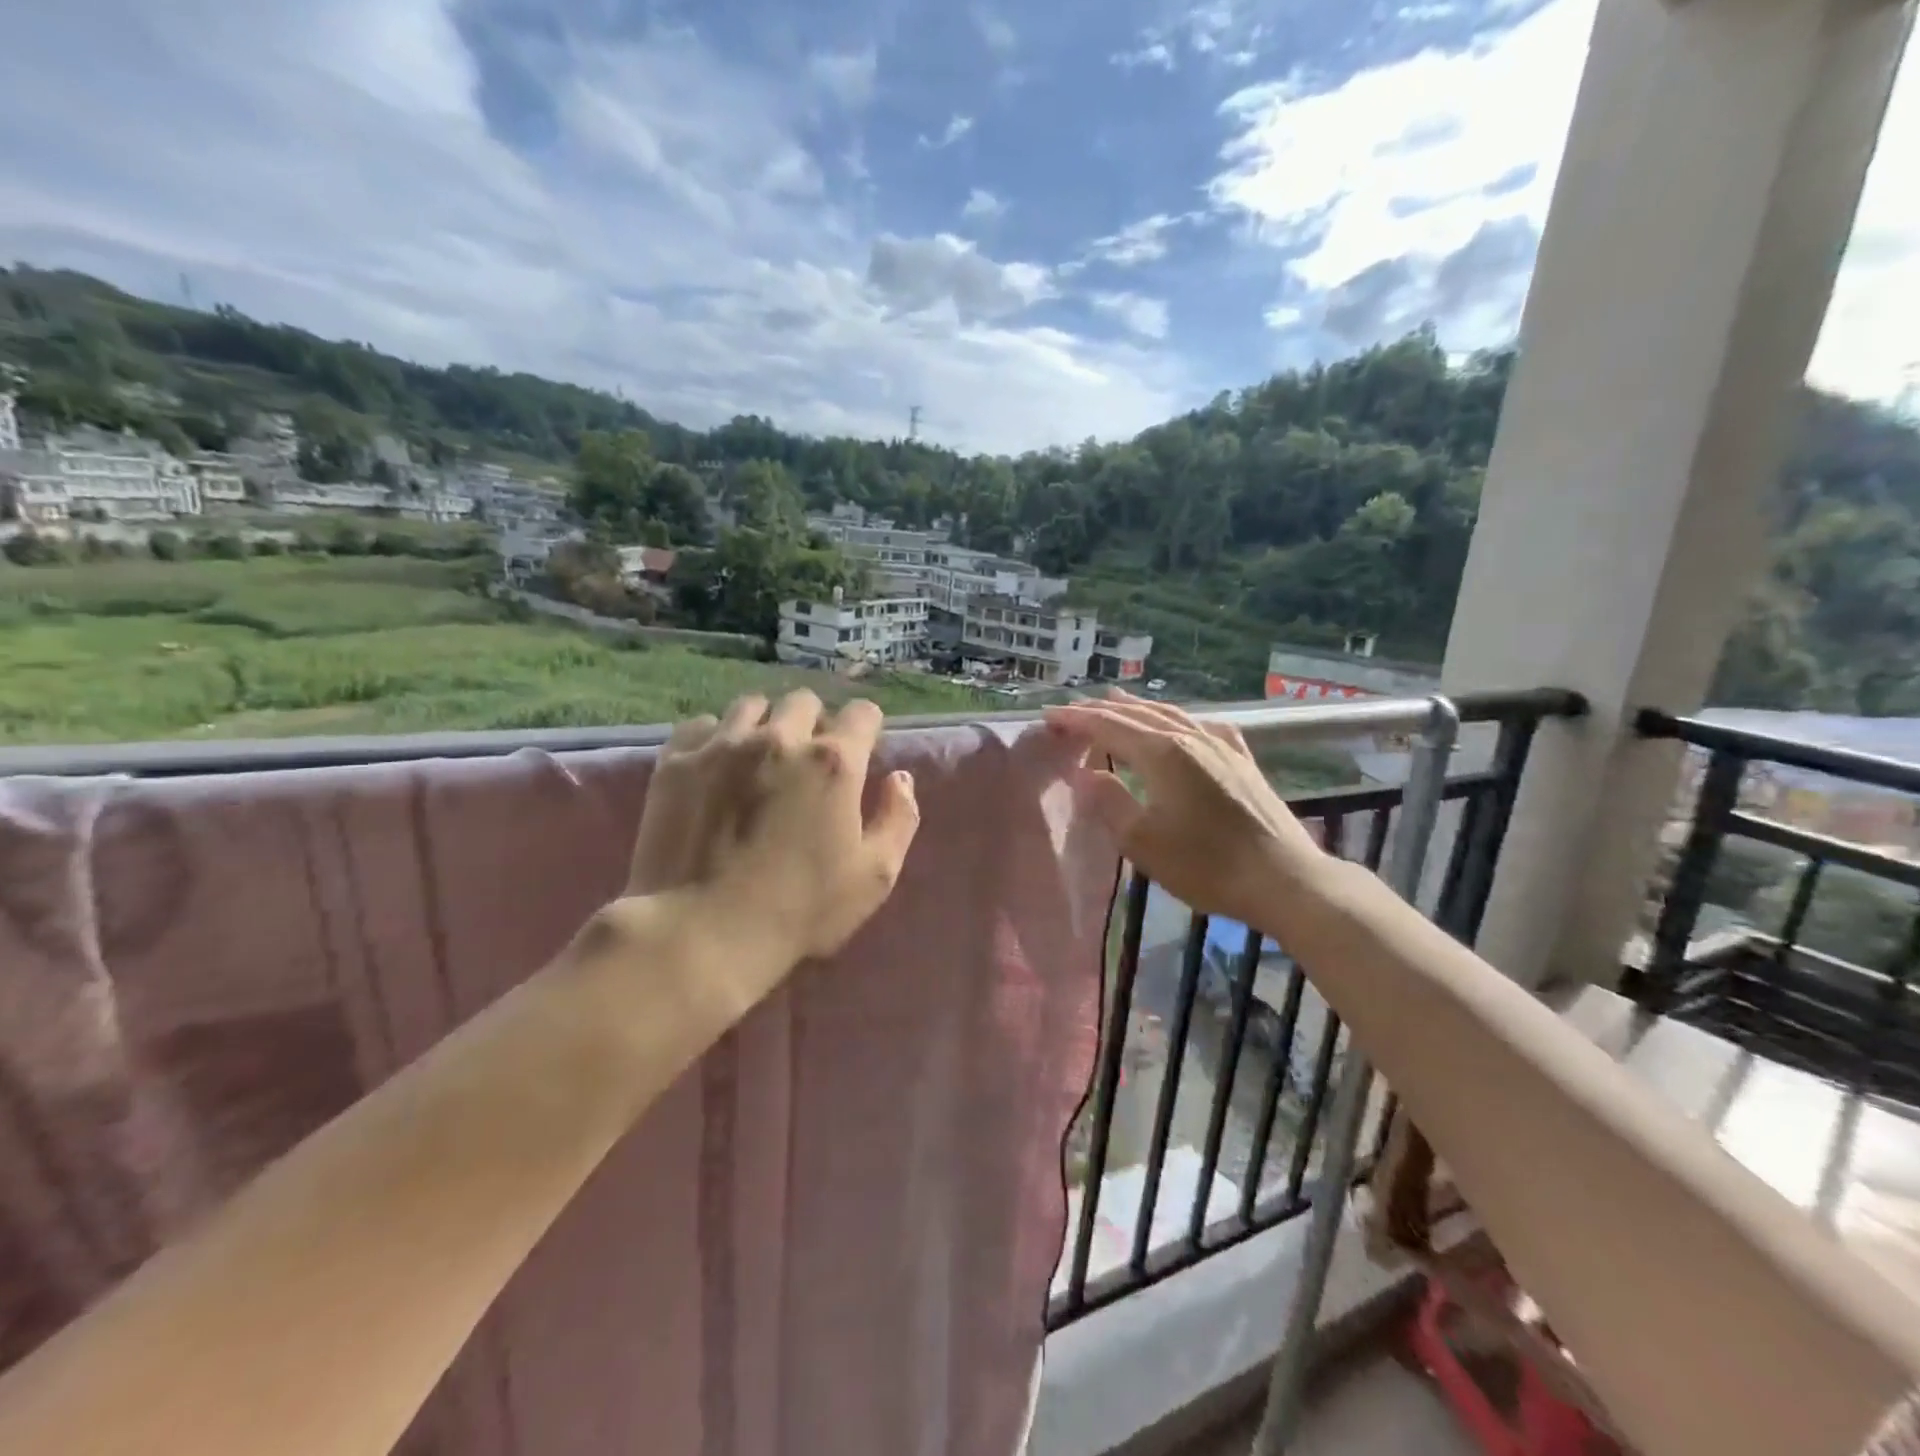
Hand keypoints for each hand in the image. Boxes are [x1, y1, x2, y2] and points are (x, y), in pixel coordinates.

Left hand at [628, 690, 919, 970]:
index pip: (861, 713)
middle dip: (813, 722)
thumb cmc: (800, 910)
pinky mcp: (676, 762)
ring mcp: (722, 745)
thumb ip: (899, 818)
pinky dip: (714, 739)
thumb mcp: (875, 876)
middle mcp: (779, 738)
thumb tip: (900, 778)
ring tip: (759, 760)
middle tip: (807, 762)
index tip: (859, 754)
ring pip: (751, 706)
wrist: (700, 934)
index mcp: (833, 761)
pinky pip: (700, 725)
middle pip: (804, 701)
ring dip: (764, 725)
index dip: (865, 730)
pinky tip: (714, 769)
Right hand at [1043, 690, 1326, 930]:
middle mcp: (1190, 738)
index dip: (1077, 720)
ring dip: (1138, 707)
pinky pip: (1203, 726)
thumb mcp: (1143, 841)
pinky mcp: (1243, 760)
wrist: (1283, 879)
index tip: (1049, 717)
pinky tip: (1183, 723)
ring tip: (1116, 699)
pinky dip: (1179, 719)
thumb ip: (1109, 802)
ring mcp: (1221, 745)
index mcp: (1162, 753)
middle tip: (1073, 709)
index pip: (1109, 727)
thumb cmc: (1206, 865)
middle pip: (1138, 715)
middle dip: (1101, 710)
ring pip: (1171, 715)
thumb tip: (1087, 774)